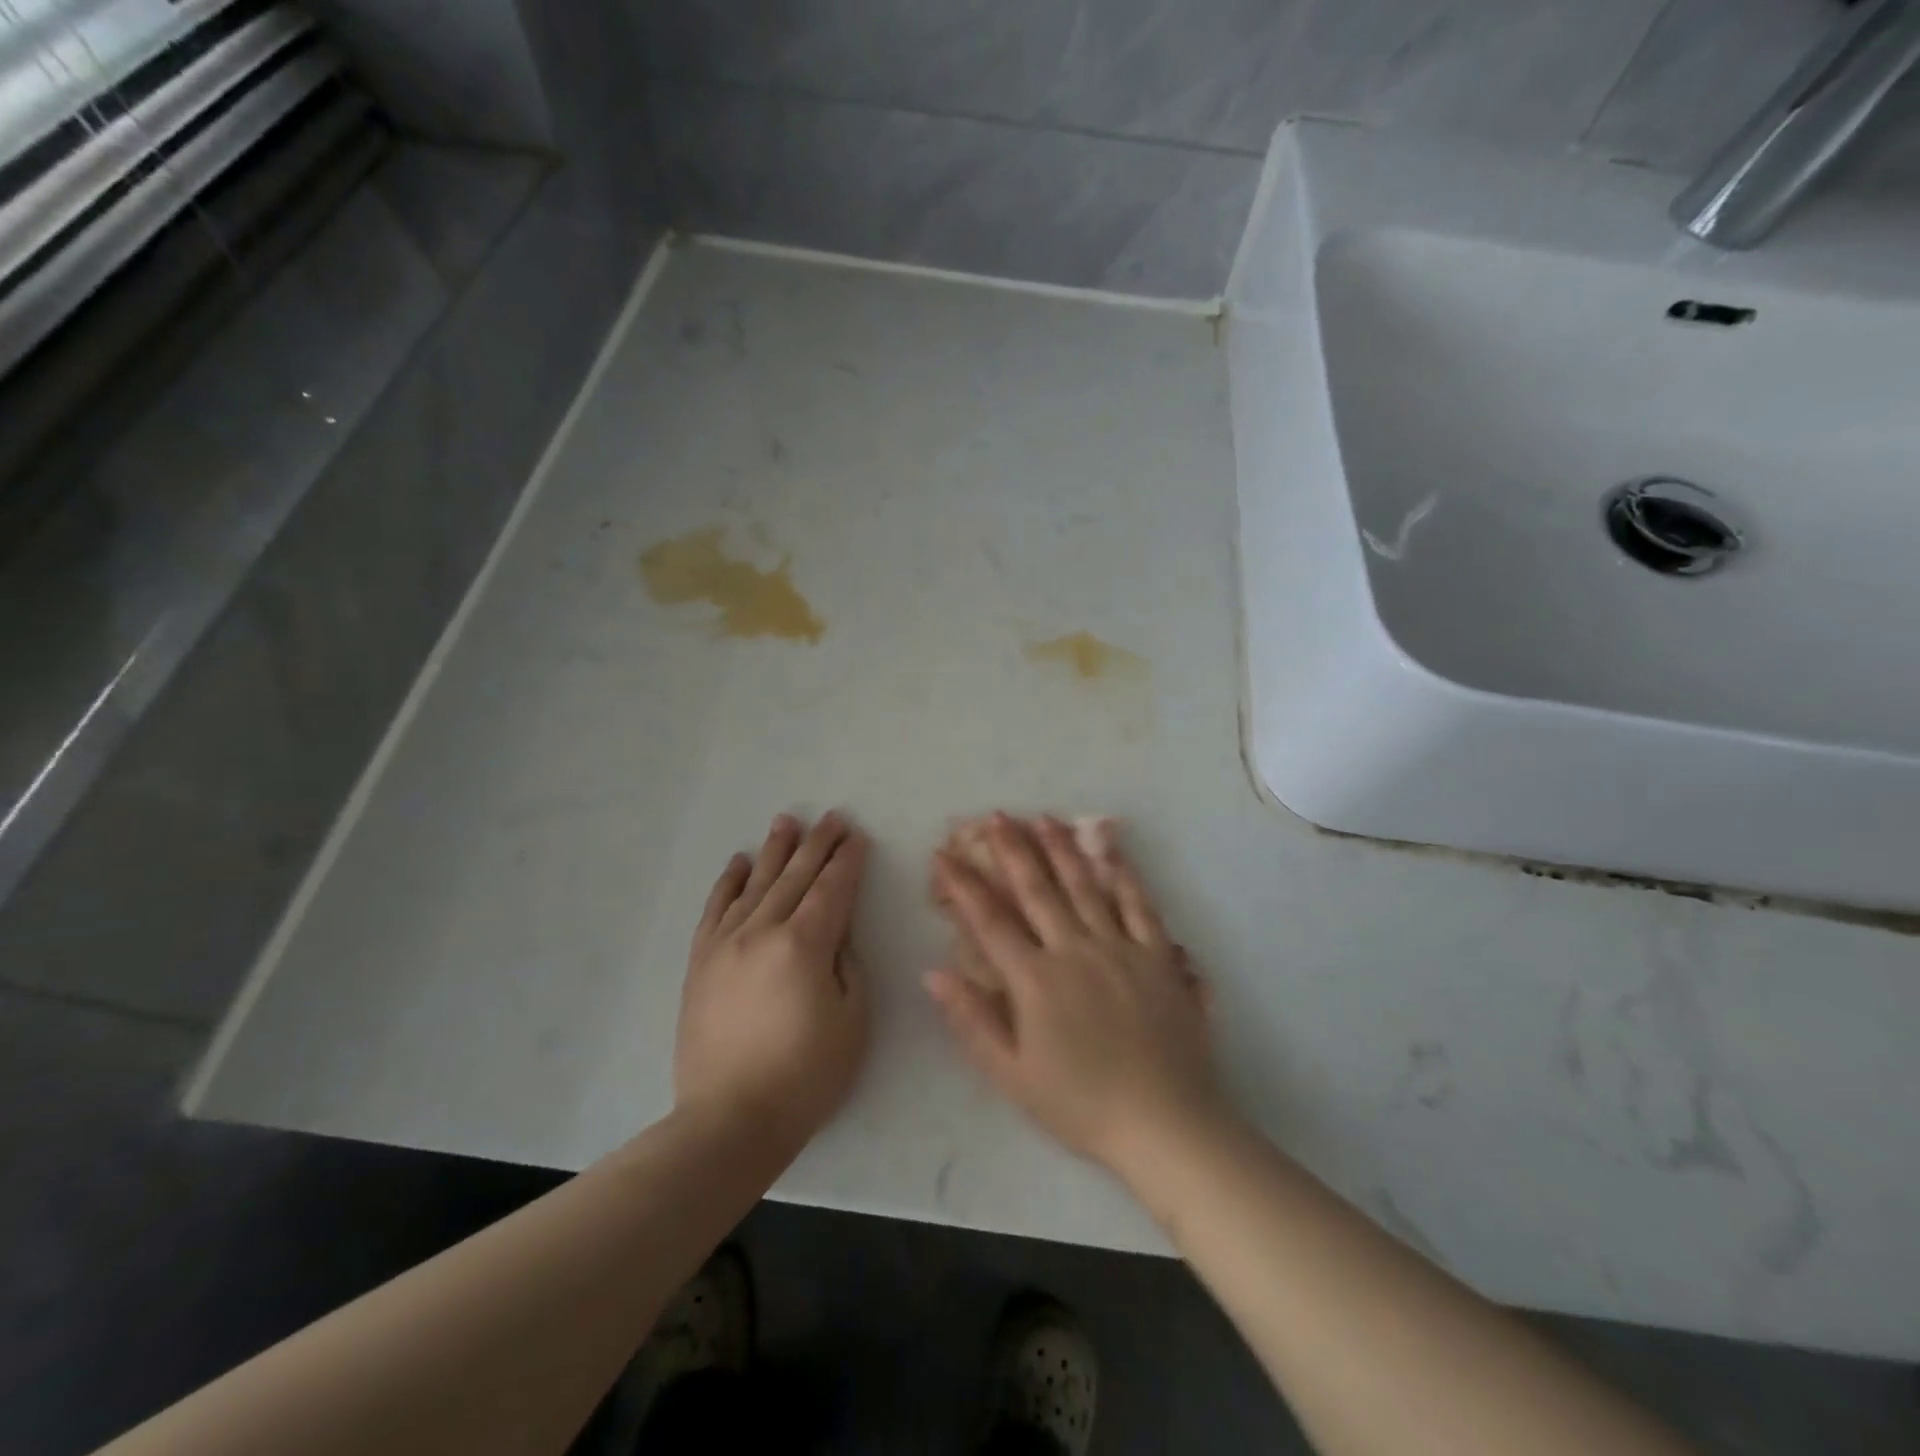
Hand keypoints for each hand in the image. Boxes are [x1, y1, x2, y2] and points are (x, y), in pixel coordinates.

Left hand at [676, 812, 870, 1151]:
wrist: (730, 1120)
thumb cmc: (805, 1075)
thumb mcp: (852, 1020)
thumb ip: (847, 964)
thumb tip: (835, 933)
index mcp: (804, 945)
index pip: (832, 889)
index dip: (848, 861)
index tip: (858, 837)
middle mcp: (762, 931)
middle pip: (796, 877)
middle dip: (818, 845)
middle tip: (832, 818)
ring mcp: (725, 944)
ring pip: (755, 884)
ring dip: (775, 851)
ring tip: (787, 821)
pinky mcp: (701, 963)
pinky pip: (716, 910)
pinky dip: (729, 883)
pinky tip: (740, 862)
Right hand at [924, 813, 1226, 1185]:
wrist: (1165, 1124)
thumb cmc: (1081, 1104)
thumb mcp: (1012, 1075)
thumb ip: (972, 1020)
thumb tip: (933, 972)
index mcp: (1035, 980)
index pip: (990, 921)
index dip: (964, 886)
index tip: (944, 856)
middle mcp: (1074, 950)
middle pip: (1037, 890)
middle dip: (1013, 850)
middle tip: (996, 816)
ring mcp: (1120, 947)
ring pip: (1085, 886)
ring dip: (1062, 849)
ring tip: (1044, 818)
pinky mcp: (1157, 955)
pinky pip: (1139, 904)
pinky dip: (1124, 873)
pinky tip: (1112, 850)